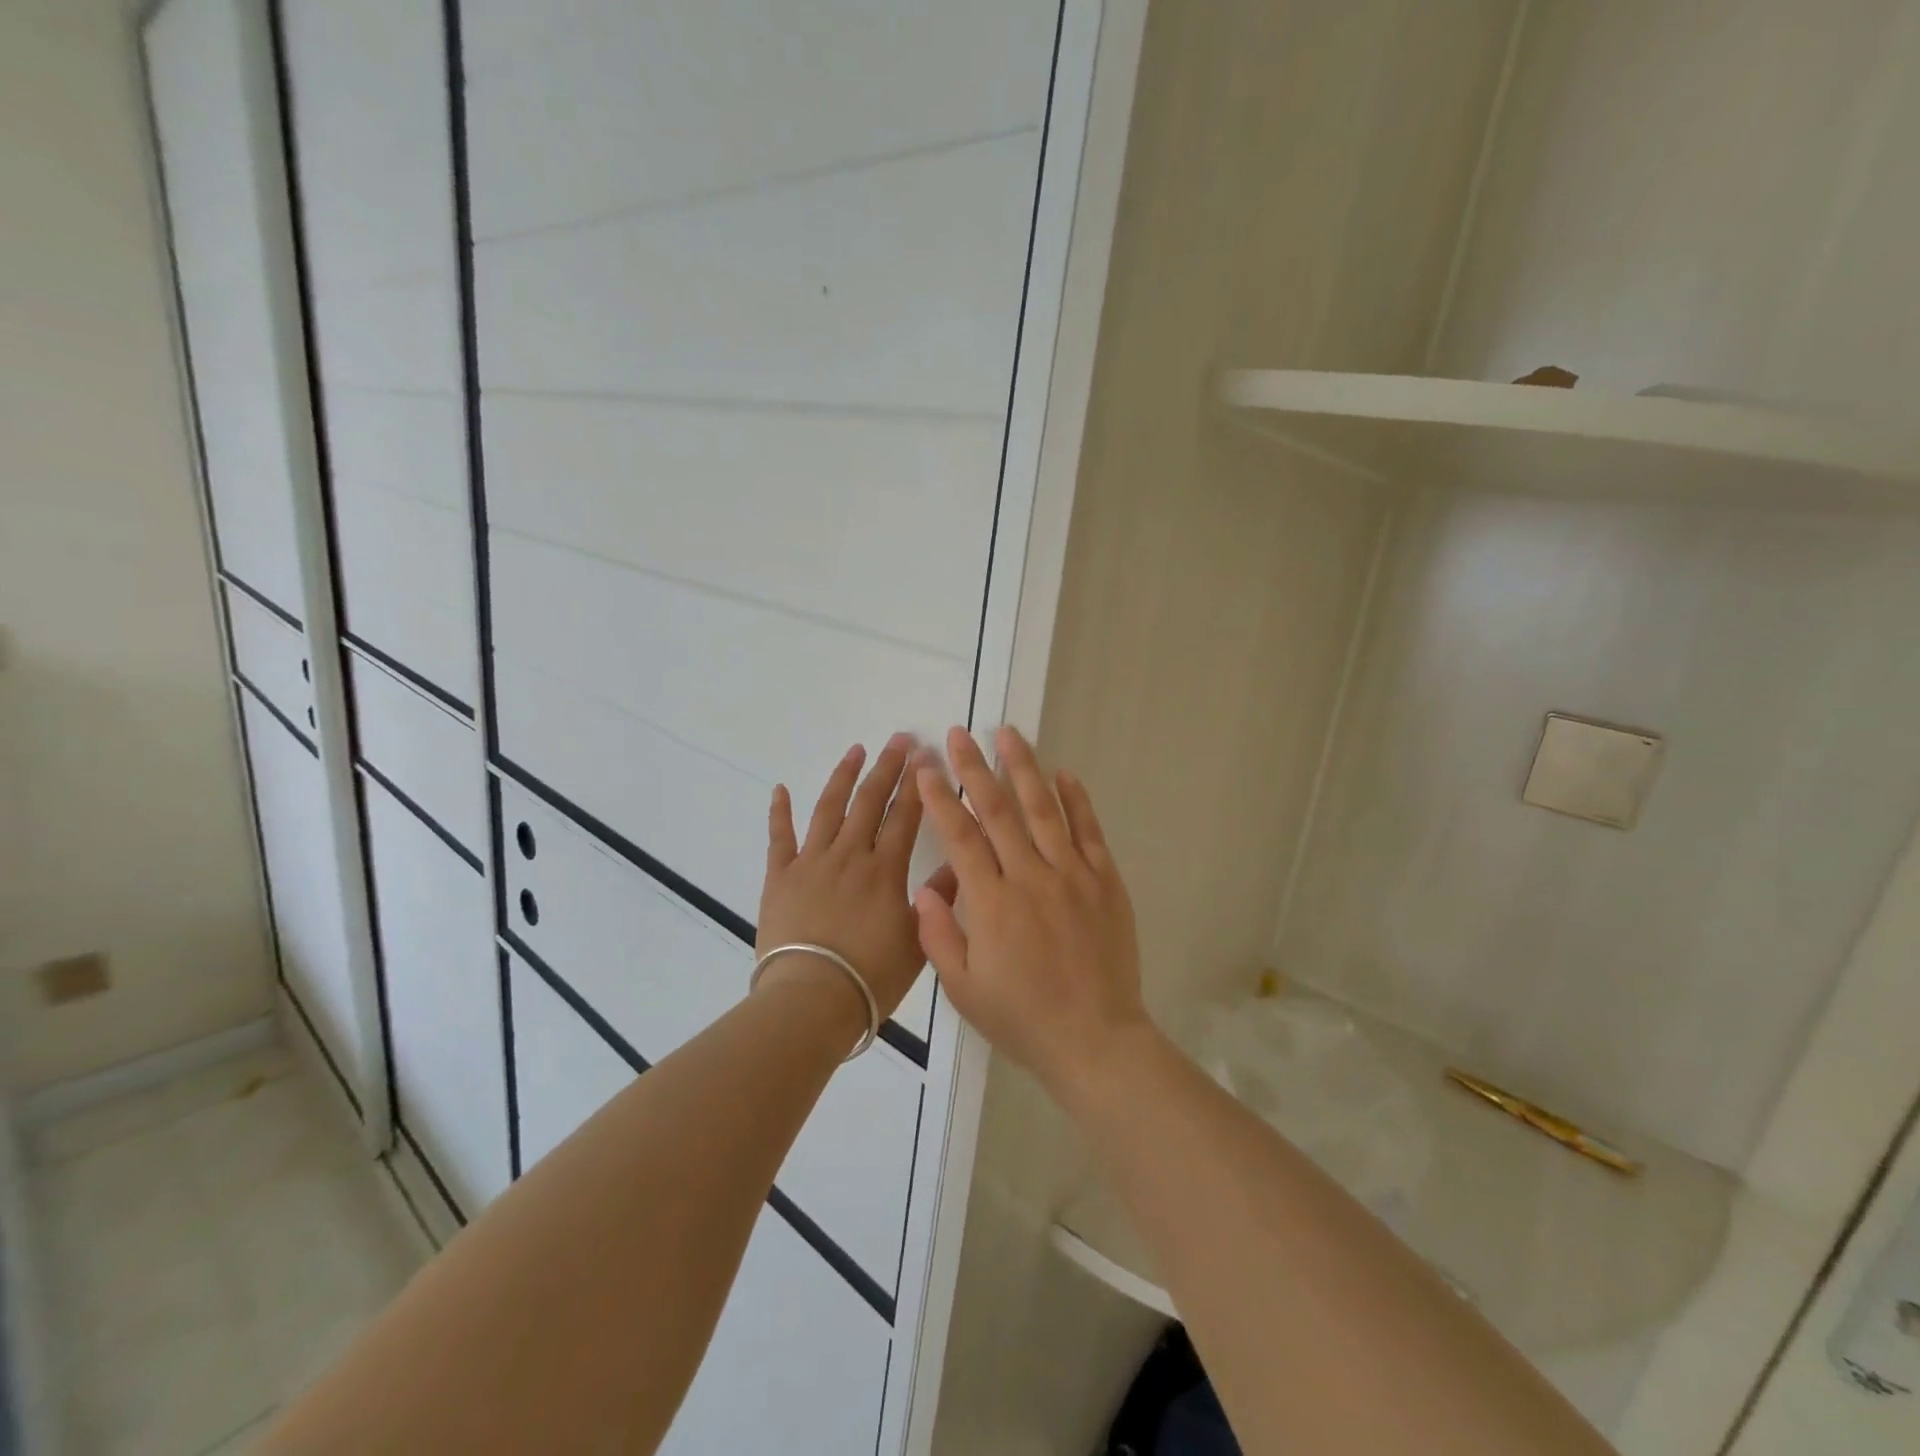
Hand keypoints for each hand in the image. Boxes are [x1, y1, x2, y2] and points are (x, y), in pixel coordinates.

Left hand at [757, 733, 956, 1023]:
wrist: (812, 998)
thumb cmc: (871, 977)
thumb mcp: (917, 941)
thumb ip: (937, 899)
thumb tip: (958, 865)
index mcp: (885, 870)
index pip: (905, 816)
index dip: (917, 785)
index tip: (925, 756)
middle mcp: (849, 855)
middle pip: (869, 802)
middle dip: (887, 768)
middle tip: (899, 739)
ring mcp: (811, 862)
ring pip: (829, 809)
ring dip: (843, 777)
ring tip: (856, 750)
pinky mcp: (779, 877)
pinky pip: (779, 838)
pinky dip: (779, 812)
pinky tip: (780, 788)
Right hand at [914, 725, 1146, 1103]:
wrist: (1096, 1040)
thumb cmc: (1023, 1018)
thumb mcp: (963, 989)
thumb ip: (939, 935)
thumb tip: (925, 888)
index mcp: (992, 903)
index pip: (960, 836)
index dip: (940, 797)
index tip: (925, 767)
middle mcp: (1031, 877)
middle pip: (998, 811)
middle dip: (974, 768)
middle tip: (959, 734)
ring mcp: (1072, 875)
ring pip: (1043, 810)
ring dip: (1023, 768)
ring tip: (1009, 734)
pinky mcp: (1105, 881)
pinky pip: (1089, 831)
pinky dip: (1077, 800)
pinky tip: (1064, 774)